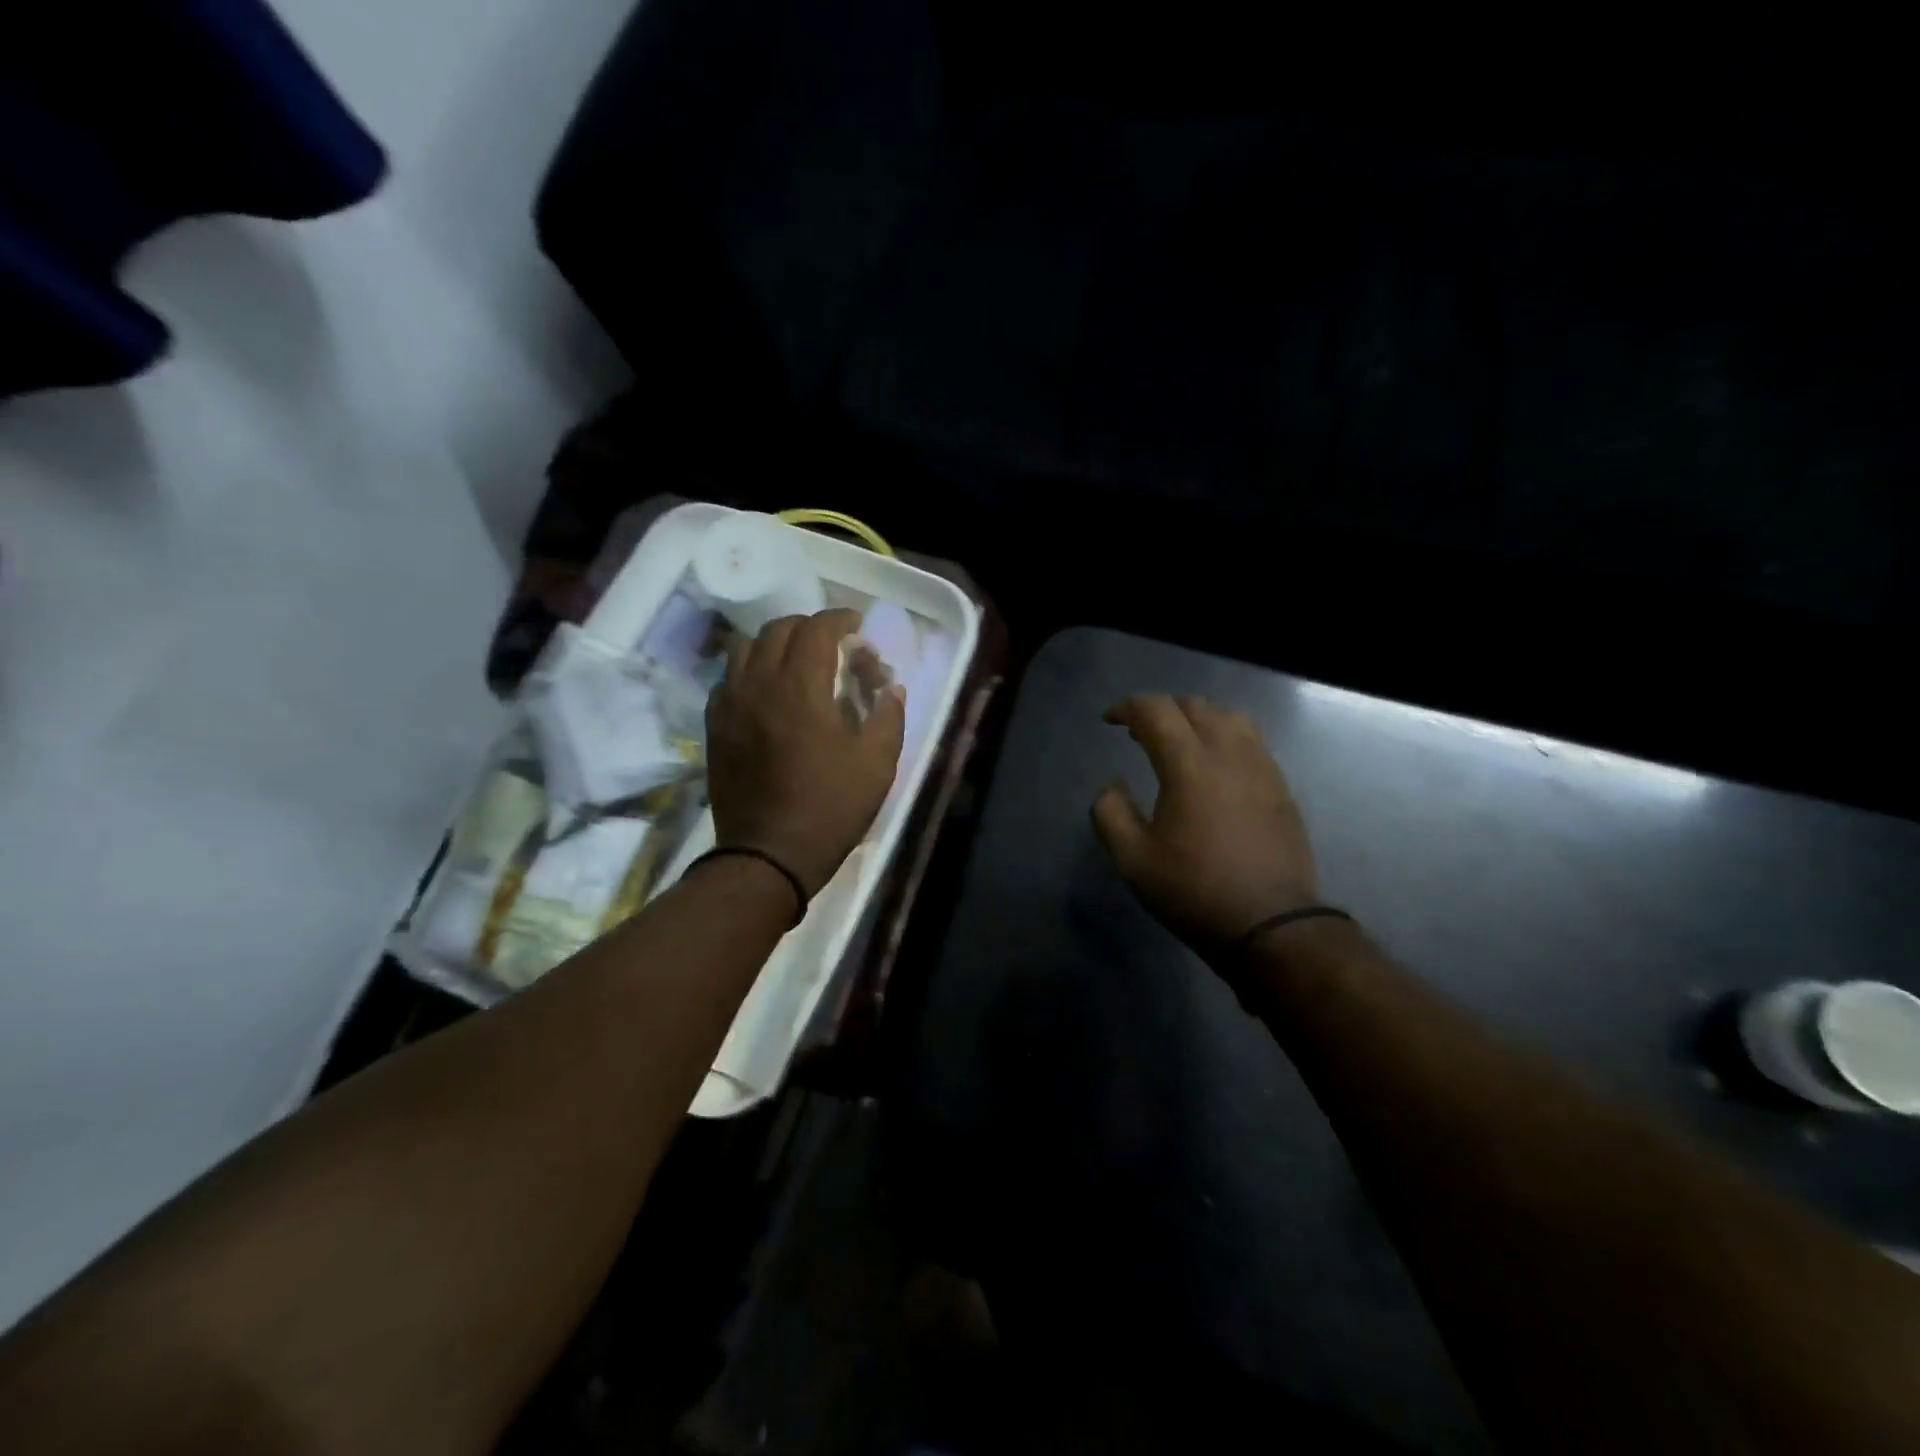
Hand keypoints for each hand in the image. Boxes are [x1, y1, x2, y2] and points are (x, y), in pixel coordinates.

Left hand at [707, 609, 905, 897]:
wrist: (769, 854)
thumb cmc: (831, 807)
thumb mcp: (877, 763)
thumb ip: (889, 714)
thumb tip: (891, 686)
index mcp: (800, 687)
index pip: (816, 628)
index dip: (840, 619)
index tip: (856, 627)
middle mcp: (758, 684)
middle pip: (778, 629)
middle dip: (809, 628)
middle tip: (833, 646)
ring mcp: (730, 704)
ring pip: (746, 648)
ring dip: (775, 644)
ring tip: (797, 663)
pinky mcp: (714, 726)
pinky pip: (728, 678)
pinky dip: (751, 670)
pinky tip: (769, 693)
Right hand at [1092, 695, 1319, 949]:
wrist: (1271, 925)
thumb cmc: (1194, 891)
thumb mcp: (1133, 860)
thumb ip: (1110, 813)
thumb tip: (1113, 786)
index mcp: (1189, 765)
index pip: (1157, 710)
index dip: (1128, 707)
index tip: (1110, 721)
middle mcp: (1230, 754)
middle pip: (1195, 706)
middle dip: (1162, 710)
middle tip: (1140, 734)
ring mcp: (1262, 768)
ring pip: (1230, 717)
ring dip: (1198, 718)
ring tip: (1181, 743)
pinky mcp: (1281, 788)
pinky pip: (1252, 741)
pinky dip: (1226, 737)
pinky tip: (1216, 768)